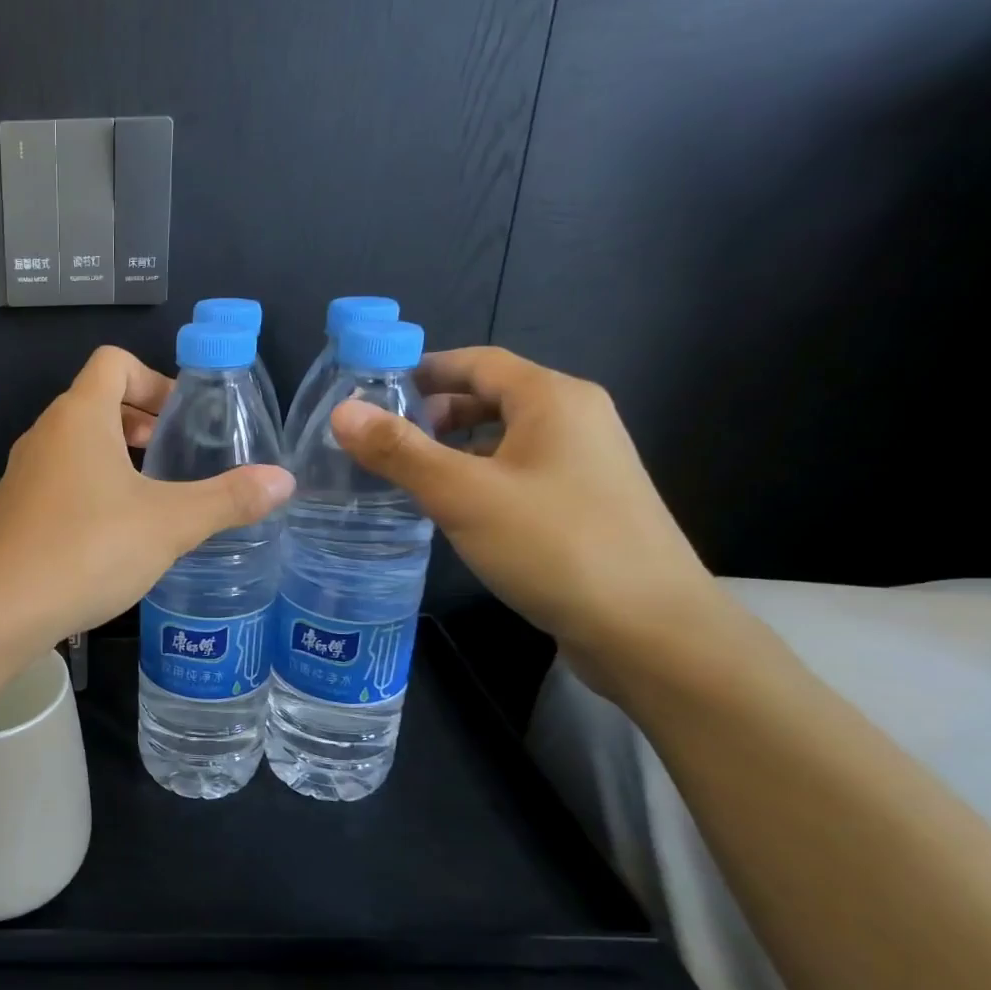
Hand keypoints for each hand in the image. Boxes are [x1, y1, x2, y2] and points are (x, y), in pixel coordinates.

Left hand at [0, 347, 293, 642]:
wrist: (3, 608)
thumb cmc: (90, 549)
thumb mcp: (170, 524)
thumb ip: (228, 499)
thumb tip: (284, 480)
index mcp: (79, 417)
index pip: (113, 362)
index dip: (153, 379)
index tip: (179, 419)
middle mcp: (43, 435)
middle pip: (93, 402)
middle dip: (137, 421)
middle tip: (170, 456)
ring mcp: (20, 474)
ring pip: (72, 445)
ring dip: (111, 458)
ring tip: (147, 498)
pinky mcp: (10, 511)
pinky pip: (54, 482)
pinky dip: (85, 489)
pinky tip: (106, 536)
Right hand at [329, 347, 720, 678]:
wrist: (649, 628)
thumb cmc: (553, 546)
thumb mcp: (462, 494)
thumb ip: (399, 451)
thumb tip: (342, 412)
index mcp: (552, 399)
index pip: (476, 361)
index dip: (420, 369)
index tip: (368, 392)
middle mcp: (575, 418)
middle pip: (490, 397)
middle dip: (431, 413)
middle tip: (378, 441)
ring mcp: (585, 462)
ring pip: (503, 437)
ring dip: (452, 448)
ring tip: (402, 475)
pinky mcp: (585, 502)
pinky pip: (518, 471)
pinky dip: (478, 476)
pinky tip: (450, 509)